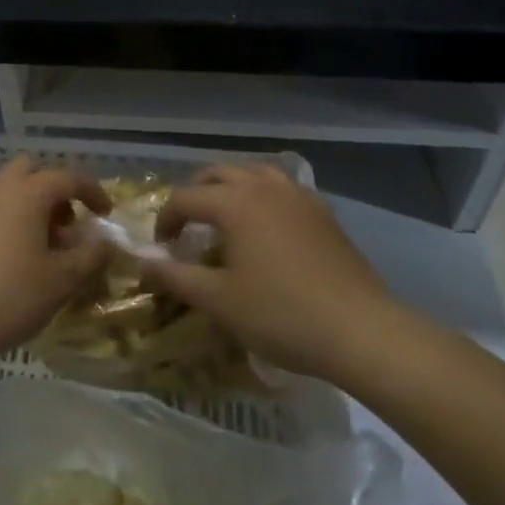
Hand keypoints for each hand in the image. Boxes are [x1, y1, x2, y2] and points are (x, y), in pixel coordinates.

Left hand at [0, 158, 111, 367]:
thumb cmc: (11, 297)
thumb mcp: (62, 280)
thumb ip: (91, 255)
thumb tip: (105, 241)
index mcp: (26, 193)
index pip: (67, 177)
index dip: (92, 191)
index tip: (106, 213)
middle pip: (30, 171)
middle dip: (53, 190)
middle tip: (66, 225)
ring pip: (5, 188)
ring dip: (28, 204)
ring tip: (39, 244)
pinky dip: (4, 218)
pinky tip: (8, 255)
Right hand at [148, 163, 408, 385]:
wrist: (362, 331)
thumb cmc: (281, 314)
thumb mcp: (218, 301)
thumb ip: (175, 277)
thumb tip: (142, 264)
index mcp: (234, 203)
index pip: (184, 199)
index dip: (165, 220)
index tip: (161, 248)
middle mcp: (264, 187)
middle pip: (218, 174)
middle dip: (195, 194)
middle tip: (187, 226)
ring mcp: (299, 197)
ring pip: (254, 173)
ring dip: (230, 188)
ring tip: (224, 216)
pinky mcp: (324, 213)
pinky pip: (283, 188)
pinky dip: (263, 196)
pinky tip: (267, 226)